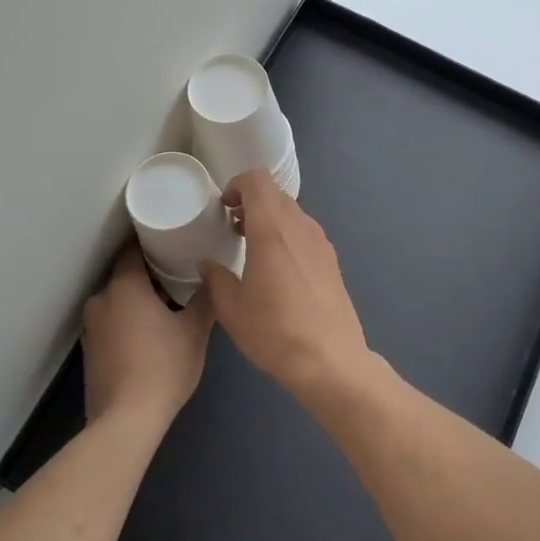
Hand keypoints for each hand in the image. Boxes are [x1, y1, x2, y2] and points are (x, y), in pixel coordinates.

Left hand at [81, 245, 212, 427]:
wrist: (126, 421)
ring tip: (169, 304)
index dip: (154, 243)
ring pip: (118, 299)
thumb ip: (205, 297)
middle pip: (125, 274)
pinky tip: (150, 334)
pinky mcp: (90, 350)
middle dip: (150, 273)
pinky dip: (129, 320)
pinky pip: (112, 321)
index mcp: (124, 286)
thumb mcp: (195, 330)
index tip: (175, 242)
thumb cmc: (163, 367)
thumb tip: (211, 276)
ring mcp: (91, 326)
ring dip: (139, 299)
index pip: (134, 249)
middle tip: (180, 274)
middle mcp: (101, 299)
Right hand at [197, 171, 371, 402]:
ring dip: (270, 219)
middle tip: (233, 228)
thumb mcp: (231, 309)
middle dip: (251, 203)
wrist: (330, 360)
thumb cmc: (275, 331)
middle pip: (275, 194)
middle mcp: (300, 227)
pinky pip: (305, 232)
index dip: (237, 185)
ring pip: (292, 212)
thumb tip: (208, 264)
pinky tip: (278, 268)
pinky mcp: (332, 259)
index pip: (257, 180)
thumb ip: (215, 278)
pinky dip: (287, 235)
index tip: (224, 209)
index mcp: (272, 229)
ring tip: (252, 249)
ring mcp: (321, 242)